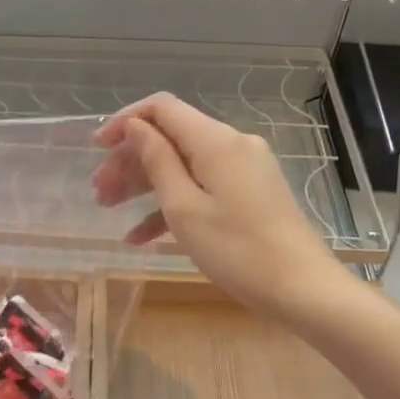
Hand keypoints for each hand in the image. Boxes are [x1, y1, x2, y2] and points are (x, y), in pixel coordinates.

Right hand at [92, 93, 345, 317]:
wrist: (303, 290)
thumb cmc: (237, 250)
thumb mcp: (184, 208)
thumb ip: (157, 161)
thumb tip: (136, 127)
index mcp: (215, 141)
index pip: (161, 108)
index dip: (125, 121)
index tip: (97, 148)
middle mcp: (231, 144)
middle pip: (170, 137)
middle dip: (130, 160)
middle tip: (100, 191)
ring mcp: (243, 169)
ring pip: (183, 163)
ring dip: (145, 183)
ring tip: (110, 208)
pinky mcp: (250, 192)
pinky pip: (203, 186)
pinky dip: (172, 203)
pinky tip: (141, 236)